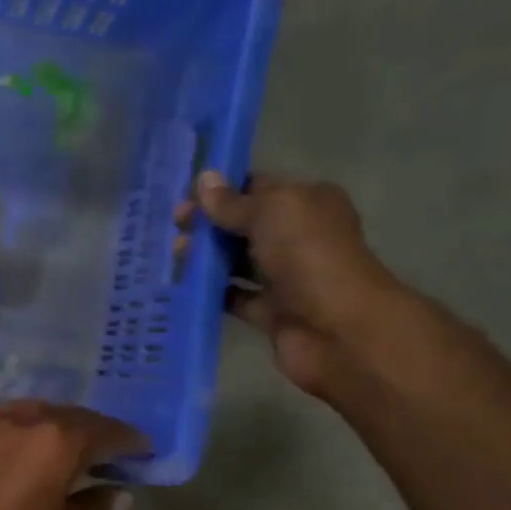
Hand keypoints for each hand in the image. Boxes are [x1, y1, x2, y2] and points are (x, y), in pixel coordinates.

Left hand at [0, 401, 144, 509]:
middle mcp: (18, 422)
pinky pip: (6, 429)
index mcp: (52, 440)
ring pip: (32, 416)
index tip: (144, 451)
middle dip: (93, 432)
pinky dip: (27, 436)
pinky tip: (35, 459)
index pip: (102, 431)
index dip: (127, 442)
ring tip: (75, 455)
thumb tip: (116, 492)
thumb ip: (93, 508)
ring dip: (57, 429)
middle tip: (113, 454)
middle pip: (67, 416)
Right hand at [175, 172, 400, 396]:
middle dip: (208, 224)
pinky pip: (234, 298)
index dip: (221, 191)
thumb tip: (203, 180)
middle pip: (243, 225)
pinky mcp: (270, 312)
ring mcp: (284, 277)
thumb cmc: (309, 256)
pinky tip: (182, 286)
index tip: (184, 196)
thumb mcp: (271, 213)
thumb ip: (233, 202)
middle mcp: (297, 237)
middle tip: (174, 227)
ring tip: (173, 255)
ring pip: (236, 262)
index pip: (258, 188)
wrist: (337, 329)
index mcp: (307, 203)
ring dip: (205, 258)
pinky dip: (211, 293)